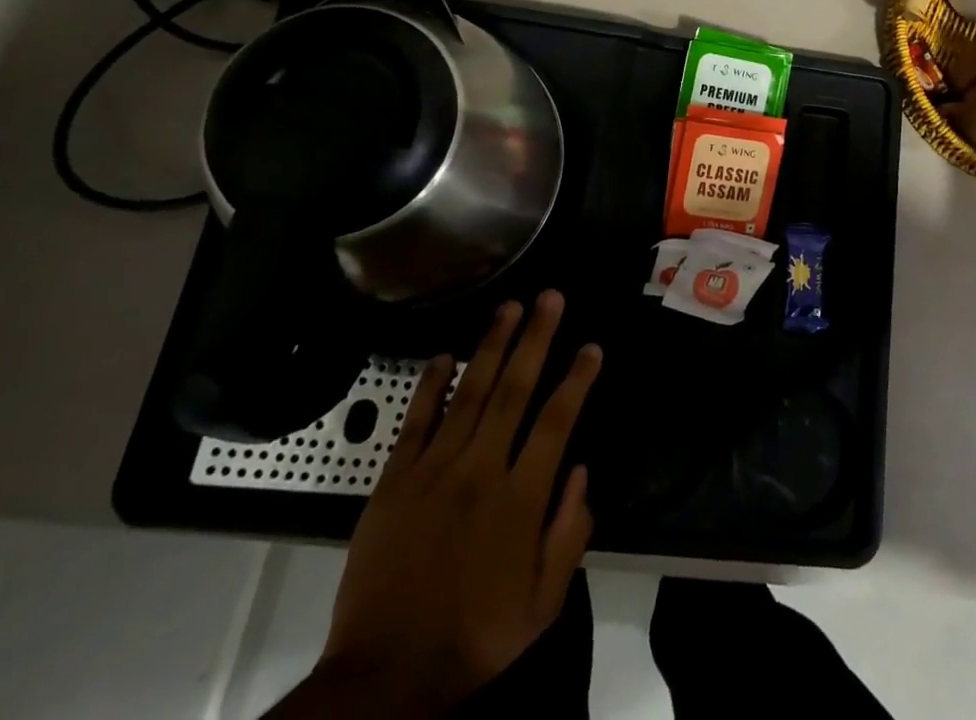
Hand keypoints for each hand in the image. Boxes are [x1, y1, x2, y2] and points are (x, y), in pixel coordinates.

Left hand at [310, 292, 601, 713]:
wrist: (384, 679)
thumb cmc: (473, 639)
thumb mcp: (542, 605)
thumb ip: (569, 534)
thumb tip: (581, 471)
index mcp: (520, 500)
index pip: (556, 421)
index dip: (577, 379)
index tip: (591, 347)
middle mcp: (480, 471)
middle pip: (514, 390)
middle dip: (535, 338)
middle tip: (550, 297)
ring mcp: (433, 472)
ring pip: (469, 393)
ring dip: (491, 345)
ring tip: (509, 307)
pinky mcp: (393, 483)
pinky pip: (415, 422)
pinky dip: (431, 386)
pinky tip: (445, 355)